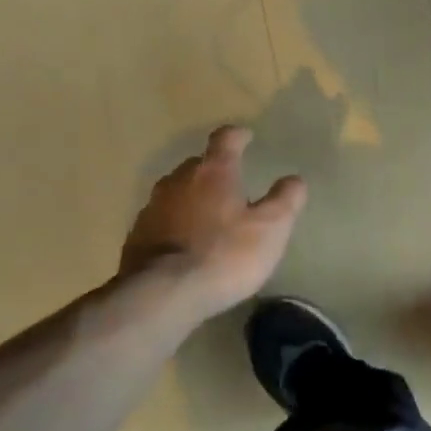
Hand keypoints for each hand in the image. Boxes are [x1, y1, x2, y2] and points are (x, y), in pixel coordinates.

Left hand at [115, 126, 306, 325]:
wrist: (160, 295)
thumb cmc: (224, 255)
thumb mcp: (271, 229)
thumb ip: (285, 200)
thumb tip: (294, 179)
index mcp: (214, 172)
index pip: (225, 139)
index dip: (238, 135)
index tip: (247, 136)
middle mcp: (179, 181)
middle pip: (197, 164)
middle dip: (214, 169)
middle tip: (231, 183)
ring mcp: (152, 208)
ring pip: (176, 191)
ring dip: (193, 197)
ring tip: (208, 214)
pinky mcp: (136, 236)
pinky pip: (161, 219)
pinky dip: (175, 223)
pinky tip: (185, 243)